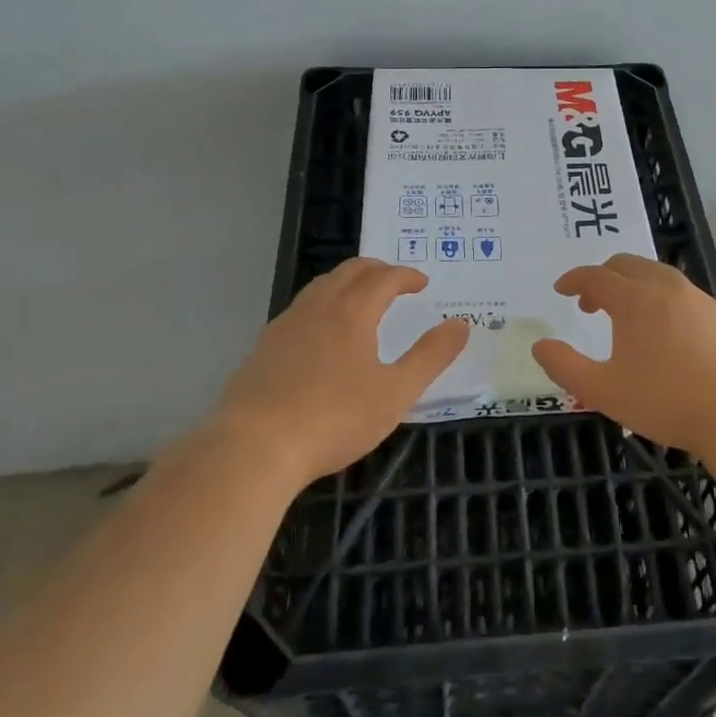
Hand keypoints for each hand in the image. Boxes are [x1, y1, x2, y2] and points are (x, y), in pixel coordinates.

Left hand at [206, 258, 469, 485]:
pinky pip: (301, 309)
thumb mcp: (395, 393)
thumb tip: (461, 324)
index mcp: (353, 311)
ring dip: (347, 283)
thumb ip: (431, 357)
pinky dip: (323, 305)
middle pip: (350, 271)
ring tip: (361, 301)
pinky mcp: (264, 346)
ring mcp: (286, 324)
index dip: (406, 276)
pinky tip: (322, 334)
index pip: (384, 278)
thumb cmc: (334, 418)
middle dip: (377, 270)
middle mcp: (319, 306)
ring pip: (321, 286)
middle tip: (395, 282)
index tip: (422, 283)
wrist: (254, 446)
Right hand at [532, 253, 715, 453]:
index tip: (561, 290)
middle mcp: (666, 288)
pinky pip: (682, 295)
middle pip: (627, 265)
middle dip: (603, 277)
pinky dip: (662, 300)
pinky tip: (666, 334)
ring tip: (627, 317)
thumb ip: (565, 367)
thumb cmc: (667, 401)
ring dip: (634, 286)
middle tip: (590, 304)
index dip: (574, 280)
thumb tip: (540, 346)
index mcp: (634, 299)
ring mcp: (699, 299)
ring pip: (658, 276)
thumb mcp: (603, 391)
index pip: (595, 276)